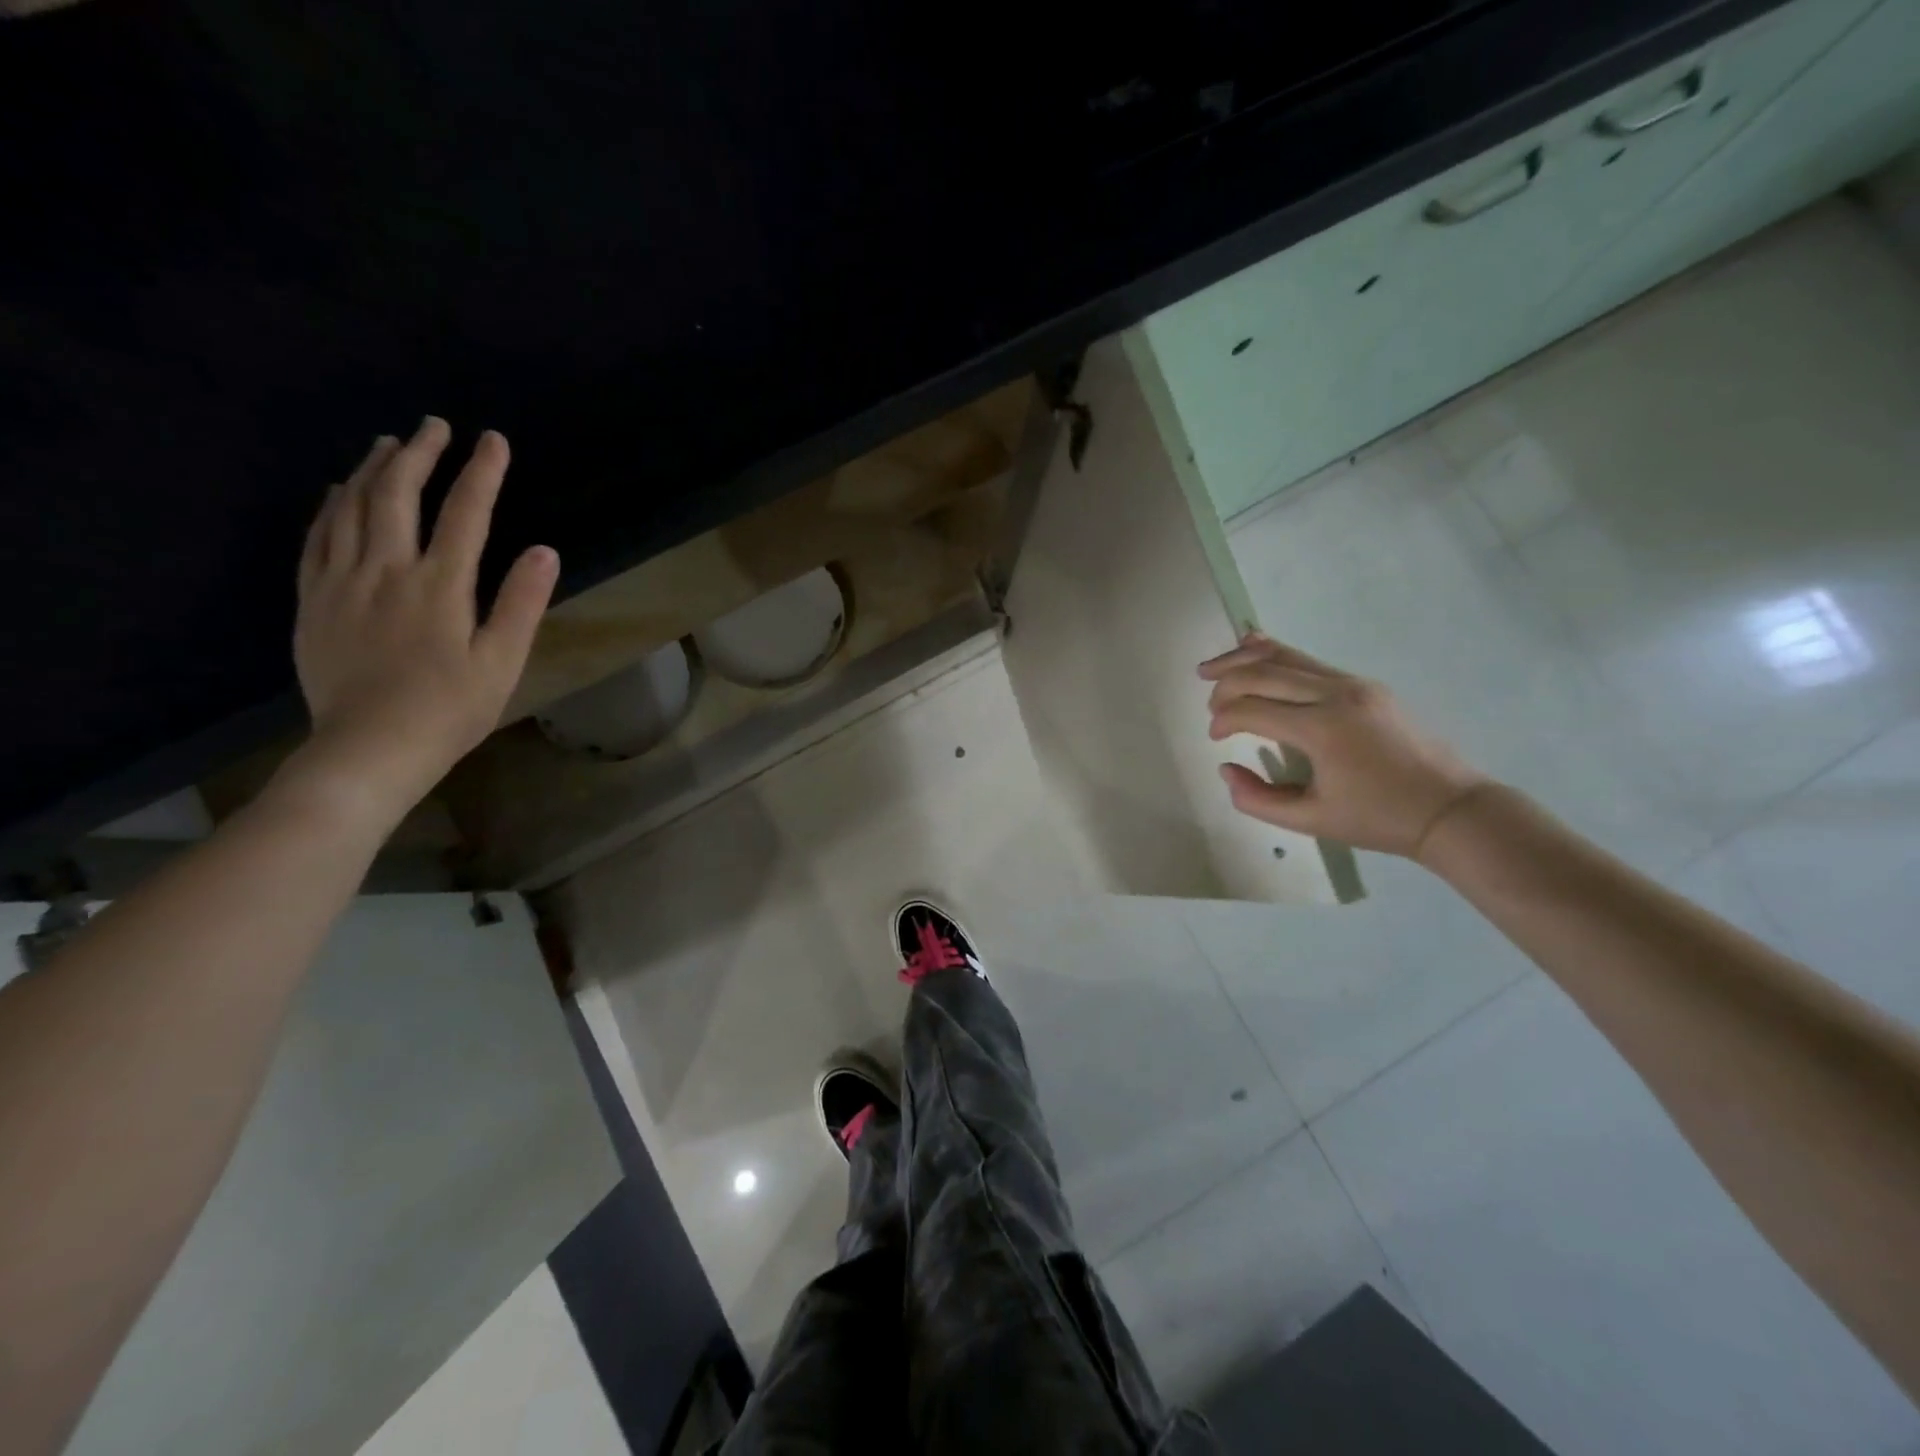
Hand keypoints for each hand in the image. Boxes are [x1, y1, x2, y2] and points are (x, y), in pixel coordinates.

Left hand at [279, 418, 557, 830]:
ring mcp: (342, 582)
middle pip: (399, 497)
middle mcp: (387, 570)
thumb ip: (521, 602)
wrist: (369, 747)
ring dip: (372, 470)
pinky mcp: (314, 601)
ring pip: (352, 508)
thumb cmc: (450, 709)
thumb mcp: (502, 661)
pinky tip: (340, 493)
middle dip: (419, 455)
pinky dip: (331, 506)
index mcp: (440, 586)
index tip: (493, 441)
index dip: (481, 473)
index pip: (466, 514)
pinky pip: (317, 538)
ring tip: (388, 445)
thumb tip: (544, 550)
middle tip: (434, 426)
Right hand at [1199, 633, 1489, 858]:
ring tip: (1211, 668)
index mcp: (1322, 730)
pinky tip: (1251, 646)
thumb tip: (1226, 769)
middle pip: (1263, 673)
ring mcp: (1353, 684)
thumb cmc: (1379, 819)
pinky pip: (1308, 661)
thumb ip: (1257, 799)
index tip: (1214, 740)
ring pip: (1285, 657)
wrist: (1450, 808)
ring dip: (1243, 659)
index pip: (1252, 710)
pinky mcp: (1363, 684)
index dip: (1222, 720)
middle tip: (1207, 705)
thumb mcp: (1311, 821)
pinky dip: (1274, 654)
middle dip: (1225, 685)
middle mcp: (1336, 695)